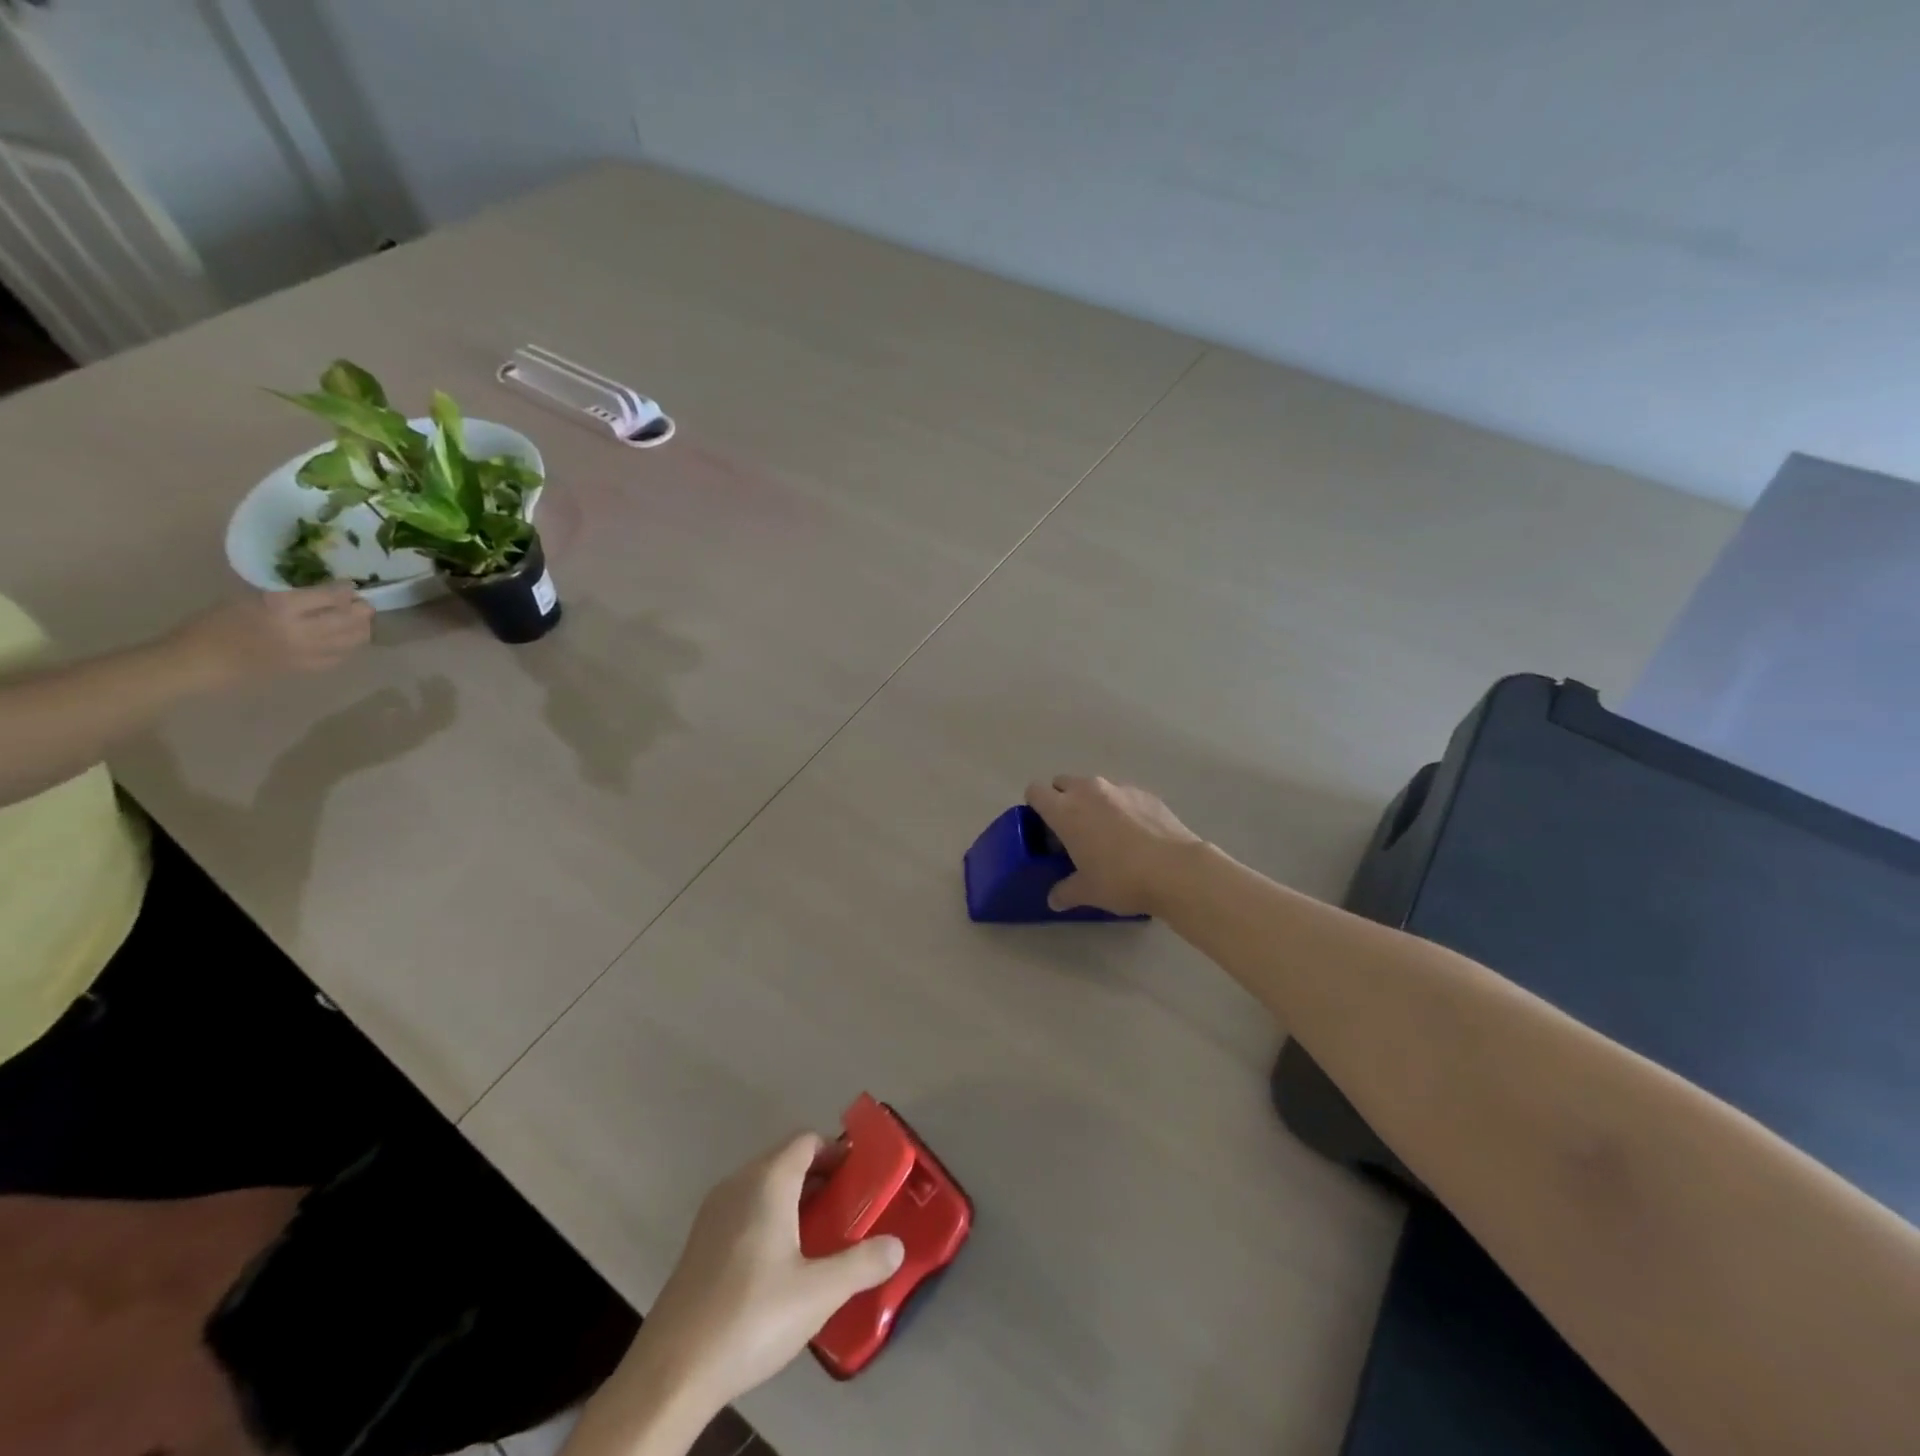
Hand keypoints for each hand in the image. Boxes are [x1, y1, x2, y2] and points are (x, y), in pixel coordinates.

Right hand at [168, 586, 372, 686]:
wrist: (202, 660)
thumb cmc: (217, 623)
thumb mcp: (250, 599)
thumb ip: (290, 597)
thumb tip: (323, 595)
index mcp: (281, 607)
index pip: (329, 596)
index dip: (345, 590)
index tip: (350, 586)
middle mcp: (300, 630)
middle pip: (348, 619)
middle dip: (362, 610)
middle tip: (365, 604)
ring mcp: (307, 652)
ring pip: (351, 640)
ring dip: (362, 628)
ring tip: (362, 621)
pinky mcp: (307, 668)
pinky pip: (341, 657)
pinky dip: (350, 647)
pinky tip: (348, 640)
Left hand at [638, 1134, 904, 1413]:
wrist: (671, 1372)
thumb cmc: (751, 1317)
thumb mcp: (818, 1293)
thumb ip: (862, 1264)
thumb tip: (897, 1245)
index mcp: (768, 1180)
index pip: (807, 1141)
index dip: (836, 1151)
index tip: (861, 1177)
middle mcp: (738, 1184)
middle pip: (786, 1160)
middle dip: (820, 1177)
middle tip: (850, 1208)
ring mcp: (714, 1213)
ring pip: (764, 1186)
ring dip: (795, 1199)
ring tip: (822, 1236)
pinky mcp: (699, 1243)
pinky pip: (745, 1210)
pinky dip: (770, 1218)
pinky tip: (782, 1263)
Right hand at [1025, 774, 1202, 915]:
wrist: (1176, 870)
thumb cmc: (1121, 879)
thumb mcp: (1088, 891)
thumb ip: (1065, 891)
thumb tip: (1054, 900)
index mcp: (1065, 810)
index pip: (1035, 791)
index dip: (1035, 806)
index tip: (1044, 828)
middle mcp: (1088, 790)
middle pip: (1063, 782)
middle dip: (1062, 800)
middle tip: (1071, 831)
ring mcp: (1120, 788)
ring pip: (1094, 787)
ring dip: (1092, 803)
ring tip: (1106, 834)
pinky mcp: (1146, 794)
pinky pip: (1123, 795)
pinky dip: (1121, 809)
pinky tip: (1135, 835)